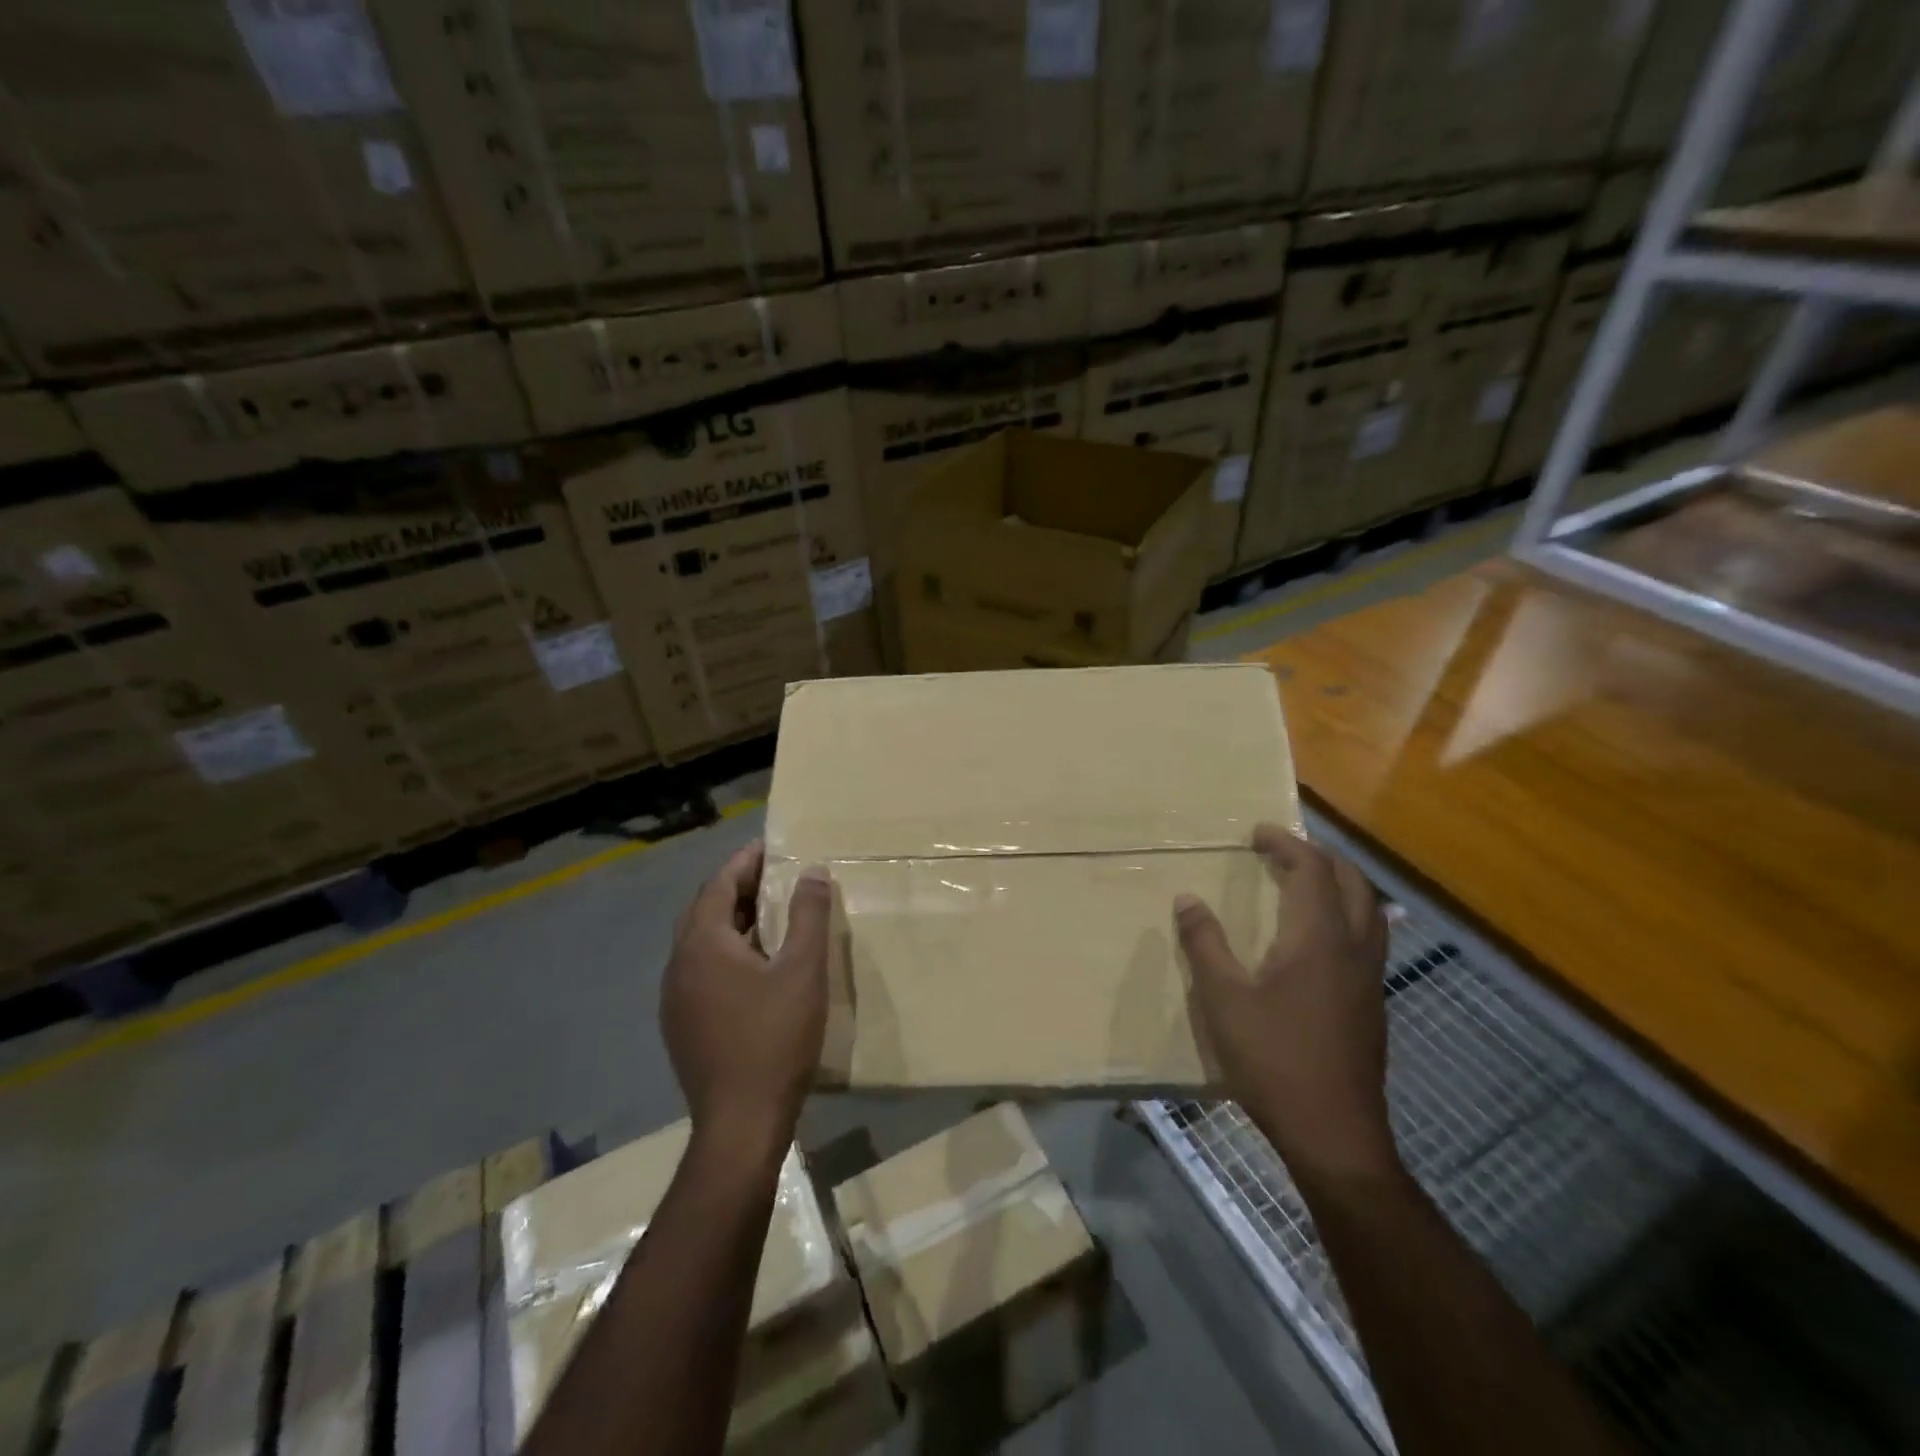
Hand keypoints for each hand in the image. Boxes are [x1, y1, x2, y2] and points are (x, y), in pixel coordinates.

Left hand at [662, 840, 831, 1154]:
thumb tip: (812, 872)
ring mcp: (675, 999)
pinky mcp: (681, 1025)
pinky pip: (701, 970)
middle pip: (704, 910)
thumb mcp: (803, 970)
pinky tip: (755, 967)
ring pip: (700, 942)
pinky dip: (725, 952)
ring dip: (731, 921)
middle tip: (773, 877)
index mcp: (702, 944)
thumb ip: (808, 915)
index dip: (744, 862)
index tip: (771, 847)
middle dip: (737, 888)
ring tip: (768, 915)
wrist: (740, 1123)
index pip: (718, 885)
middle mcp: (679, 965)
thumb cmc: (775, 1038)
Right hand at [1176, 826, 1397, 1182]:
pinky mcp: (1372, 1003)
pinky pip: (1369, 936)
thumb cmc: (1274, 1060)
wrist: (1334, 1134)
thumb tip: (1187, 899)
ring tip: (1305, 881)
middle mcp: (1353, 948)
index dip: (1286, 844)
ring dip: (1339, 882)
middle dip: (1319, 856)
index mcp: (1318, 939)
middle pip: (1352, 881)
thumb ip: (1205, 944)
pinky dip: (1347, 913)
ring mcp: (1369, 978)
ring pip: (1368, 909)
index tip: (1257, 833)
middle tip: (1282, 850)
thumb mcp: (1223, 1000)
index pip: (1312, 870)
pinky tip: (1320, 936)